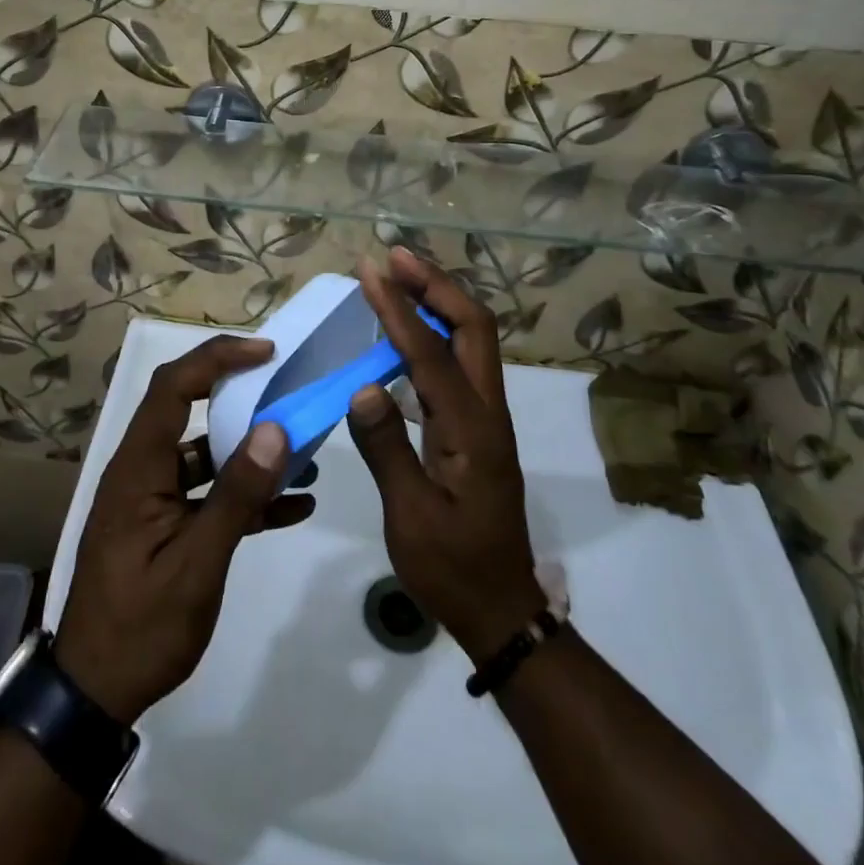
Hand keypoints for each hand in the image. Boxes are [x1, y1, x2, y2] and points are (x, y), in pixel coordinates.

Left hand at [57, 335, 315, 722]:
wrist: (94, 694)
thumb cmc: (141, 626)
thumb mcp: (196, 564)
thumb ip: (237, 495)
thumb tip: (275, 430)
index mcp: (138, 467)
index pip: (173, 386)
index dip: (217, 358)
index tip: (266, 352)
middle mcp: (142, 471)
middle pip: (188, 409)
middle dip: (239, 394)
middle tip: (285, 387)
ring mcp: (153, 498)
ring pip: (204, 453)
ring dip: (249, 450)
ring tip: (302, 451)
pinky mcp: (164, 525)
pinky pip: (207, 493)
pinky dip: (245, 493)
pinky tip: (293, 506)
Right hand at [349, 248, 545, 660]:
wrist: (500, 607)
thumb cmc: (452, 567)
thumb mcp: (411, 518)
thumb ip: (387, 449)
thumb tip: (363, 386)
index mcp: (471, 431)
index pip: (432, 353)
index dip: (399, 309)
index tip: (370, 271)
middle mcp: (488, 411)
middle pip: (474, 326)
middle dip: (435, 284)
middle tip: (393, 258)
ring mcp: (487, 416)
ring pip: (473, 339)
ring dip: (438, 300)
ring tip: (398, 276)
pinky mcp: (478, 425)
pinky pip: (460, 361)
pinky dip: (435, 331)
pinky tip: (405, 330)